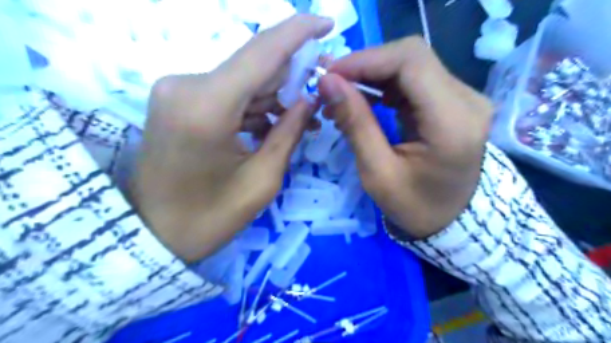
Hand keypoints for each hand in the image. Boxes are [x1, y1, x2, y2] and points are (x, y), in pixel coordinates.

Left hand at [133, 13, 331, 261]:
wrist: (153, 234)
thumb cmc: (210, 217)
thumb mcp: (262, 180)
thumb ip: (289, 132)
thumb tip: (310, 98)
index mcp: (207, 106)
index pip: (262, 51)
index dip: (299, 31)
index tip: (328, 22)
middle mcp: (186, 85)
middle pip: (254, 66)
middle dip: (291, 76)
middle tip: (319, 96)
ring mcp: (177, 90)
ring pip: (242, 80)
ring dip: (274, 95)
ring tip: (300, 120)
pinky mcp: (177, 100)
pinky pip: (227, 92)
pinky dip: (253, 104)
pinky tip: (271, 124)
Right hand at [317, 34, 492, 237]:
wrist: (450, 219)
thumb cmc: (414, 206)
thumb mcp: (377, 172)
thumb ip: (355, 124)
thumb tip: (328, 84)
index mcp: (452, 122)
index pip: (410, 63)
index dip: (366, 60)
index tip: (330, 75)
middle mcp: (467, 100)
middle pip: (411, 56)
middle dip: (366, 65)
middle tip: (332, 83)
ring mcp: (463, 98)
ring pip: (411, 63)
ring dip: (372, 73)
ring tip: (342, 93)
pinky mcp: (453, 101)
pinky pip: (414, 79)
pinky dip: (383, 83)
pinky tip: (364, 98)